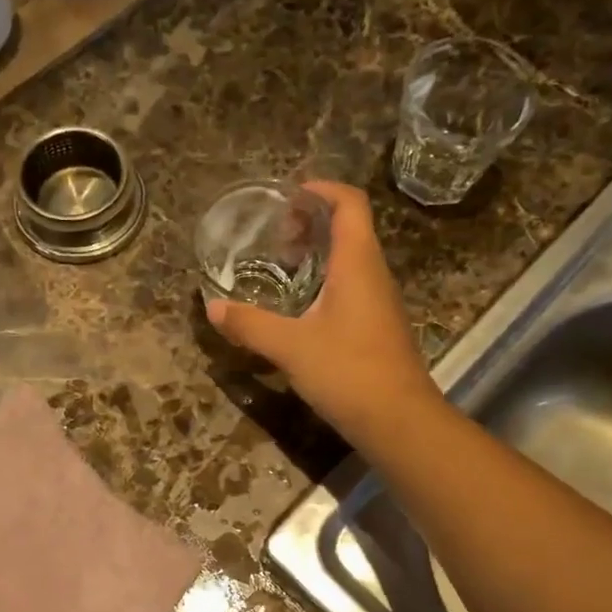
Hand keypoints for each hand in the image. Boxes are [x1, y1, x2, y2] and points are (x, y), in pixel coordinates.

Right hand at [206, 182, 436, 442]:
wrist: (399, 421)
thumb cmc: (348, 372)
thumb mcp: (290, 347)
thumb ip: (250, 325)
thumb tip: (212, 308)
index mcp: (358, 263)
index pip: (350, 204)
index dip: (321, 190)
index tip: (288, 195)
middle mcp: (374, 274)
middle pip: (349, 228)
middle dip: (312, 223)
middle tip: (276, 237)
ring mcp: (380, 302)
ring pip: (351, 260)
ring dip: (318, 254)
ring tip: (281, 267)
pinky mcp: (378, 327)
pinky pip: (352, 287)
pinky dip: (325, 282)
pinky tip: (300, 307)